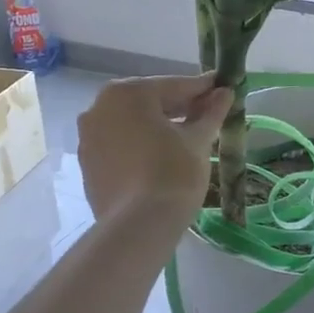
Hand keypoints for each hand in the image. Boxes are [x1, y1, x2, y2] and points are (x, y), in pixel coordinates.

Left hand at [77, 74, 231, 229]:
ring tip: (189, 136)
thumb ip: (211, 112)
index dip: (203, 89)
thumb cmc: (173, 174)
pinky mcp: (87, 163)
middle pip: (149, 102)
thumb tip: (226, 92)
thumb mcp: (198, 140)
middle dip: (180, 107)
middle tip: (210, 112)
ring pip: (132, 123)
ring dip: (159, 126)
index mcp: (127, 93)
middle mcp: (99, 107)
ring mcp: (89, 136)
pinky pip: (120, 144)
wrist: (139, 226)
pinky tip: (163, 156)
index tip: (223, 87)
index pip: (174, 86)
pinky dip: (141, 144)